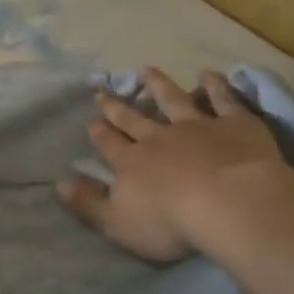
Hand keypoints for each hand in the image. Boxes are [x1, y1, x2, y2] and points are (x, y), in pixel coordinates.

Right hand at [57, 67, 289, 261]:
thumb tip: (59, 184)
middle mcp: (157, 138)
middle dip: (116, 106)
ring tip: (146, 70)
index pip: (108, 144)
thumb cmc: (171, 223)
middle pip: (133, 118)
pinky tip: (209, 73)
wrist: (231, 205)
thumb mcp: (117, 223)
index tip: (90, 121)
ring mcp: (196, 127)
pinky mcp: (234, 125)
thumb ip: (87, 204)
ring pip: (172, 99)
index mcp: (130, 162)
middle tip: (102, 92)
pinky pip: (222, 100)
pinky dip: (216, 85)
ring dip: (157, 84)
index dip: (98, 133)